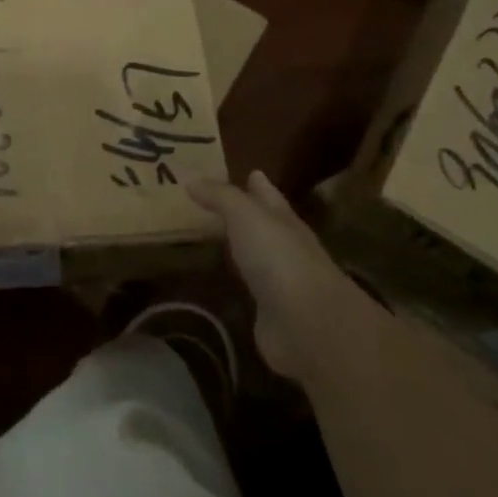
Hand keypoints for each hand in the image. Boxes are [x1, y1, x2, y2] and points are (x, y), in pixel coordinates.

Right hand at [189, 171, 348, 378]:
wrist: (306, 324)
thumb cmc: (277, 257)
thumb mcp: (244, 214)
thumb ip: (219, 196)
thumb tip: (191, 180)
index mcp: (283, 219)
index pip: (268, 195)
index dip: (257, 184)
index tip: (247, 171)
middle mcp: (284, 247)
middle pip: (263, 225)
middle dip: (245, 214)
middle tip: (214, 204)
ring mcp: (280, 282)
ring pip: (255, 256)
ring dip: (239, 248)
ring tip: (210, 237)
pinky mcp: (270, 313)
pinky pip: (248, 289)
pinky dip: (237, 282)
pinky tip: (221, 279)